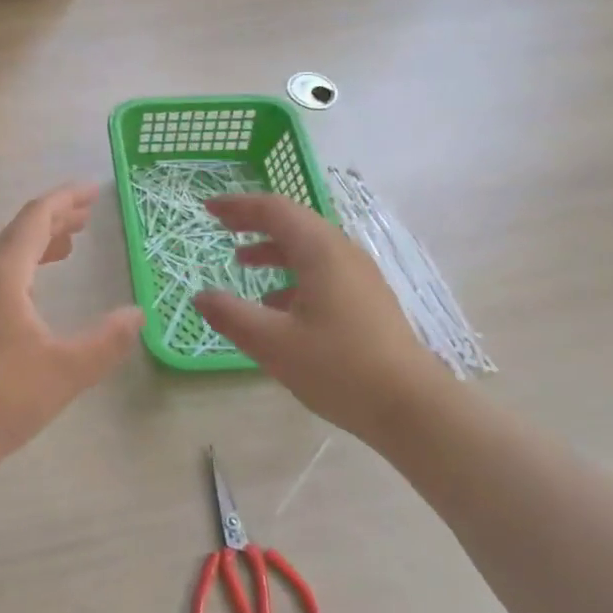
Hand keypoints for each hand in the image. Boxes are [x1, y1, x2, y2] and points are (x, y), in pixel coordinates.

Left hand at [0, 183, 142, 471]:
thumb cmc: (4, 399)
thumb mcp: (67, 370)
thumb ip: (107, 340)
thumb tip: (137, 314)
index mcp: (2, 275)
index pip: (36, 218)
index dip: (66, 199)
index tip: (95, 190)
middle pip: (19, 231)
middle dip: (55, 217)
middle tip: (90, 212)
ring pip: (6, 254)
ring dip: (39, 242)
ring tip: (71, 242)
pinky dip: (25, 266)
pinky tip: (38, 285)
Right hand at [191, 192, 446, 439]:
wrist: (411, 406)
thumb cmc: (338, 367)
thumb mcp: (273, 343)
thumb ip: (232, 316)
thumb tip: (201, 297)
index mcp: (320, 252)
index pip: (274, 210)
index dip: (238, 206)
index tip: (208, 208)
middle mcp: (342, 254)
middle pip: (294, 223)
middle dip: (254, 222)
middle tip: (221, 227)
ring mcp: (360, 277)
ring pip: (309, 249)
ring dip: (273, 249)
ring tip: (242, 262)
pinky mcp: (367, 300)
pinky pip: (322, 272)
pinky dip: (292, 275)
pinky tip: (276, 305)